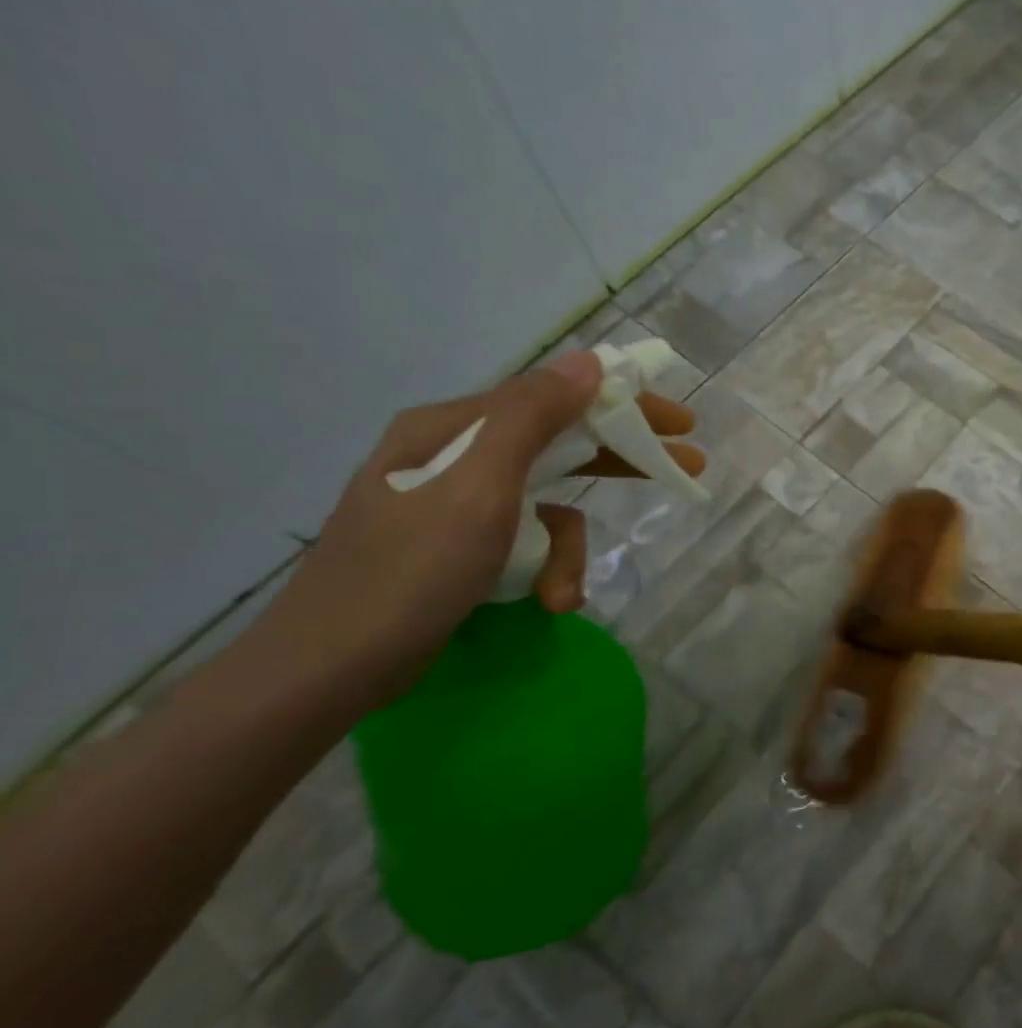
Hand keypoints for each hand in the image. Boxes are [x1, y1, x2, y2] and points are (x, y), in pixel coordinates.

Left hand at [254, 351, 702, 703]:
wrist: (332, 666)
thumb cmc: (410, 570)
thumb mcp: (479, 487)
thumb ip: (533, 418)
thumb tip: (589, 362)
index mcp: (453, 428)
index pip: (553, 397)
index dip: (622, 405)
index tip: (680, 421)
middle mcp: (455, 455)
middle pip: (558, 444)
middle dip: (618, 459)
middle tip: (684, 465)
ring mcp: (456, 504)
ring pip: (547, 505)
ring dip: (569, 549)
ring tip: (563, 593)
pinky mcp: (460, 547)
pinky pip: (526, 541)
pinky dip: (544, 569)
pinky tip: (545, 601)